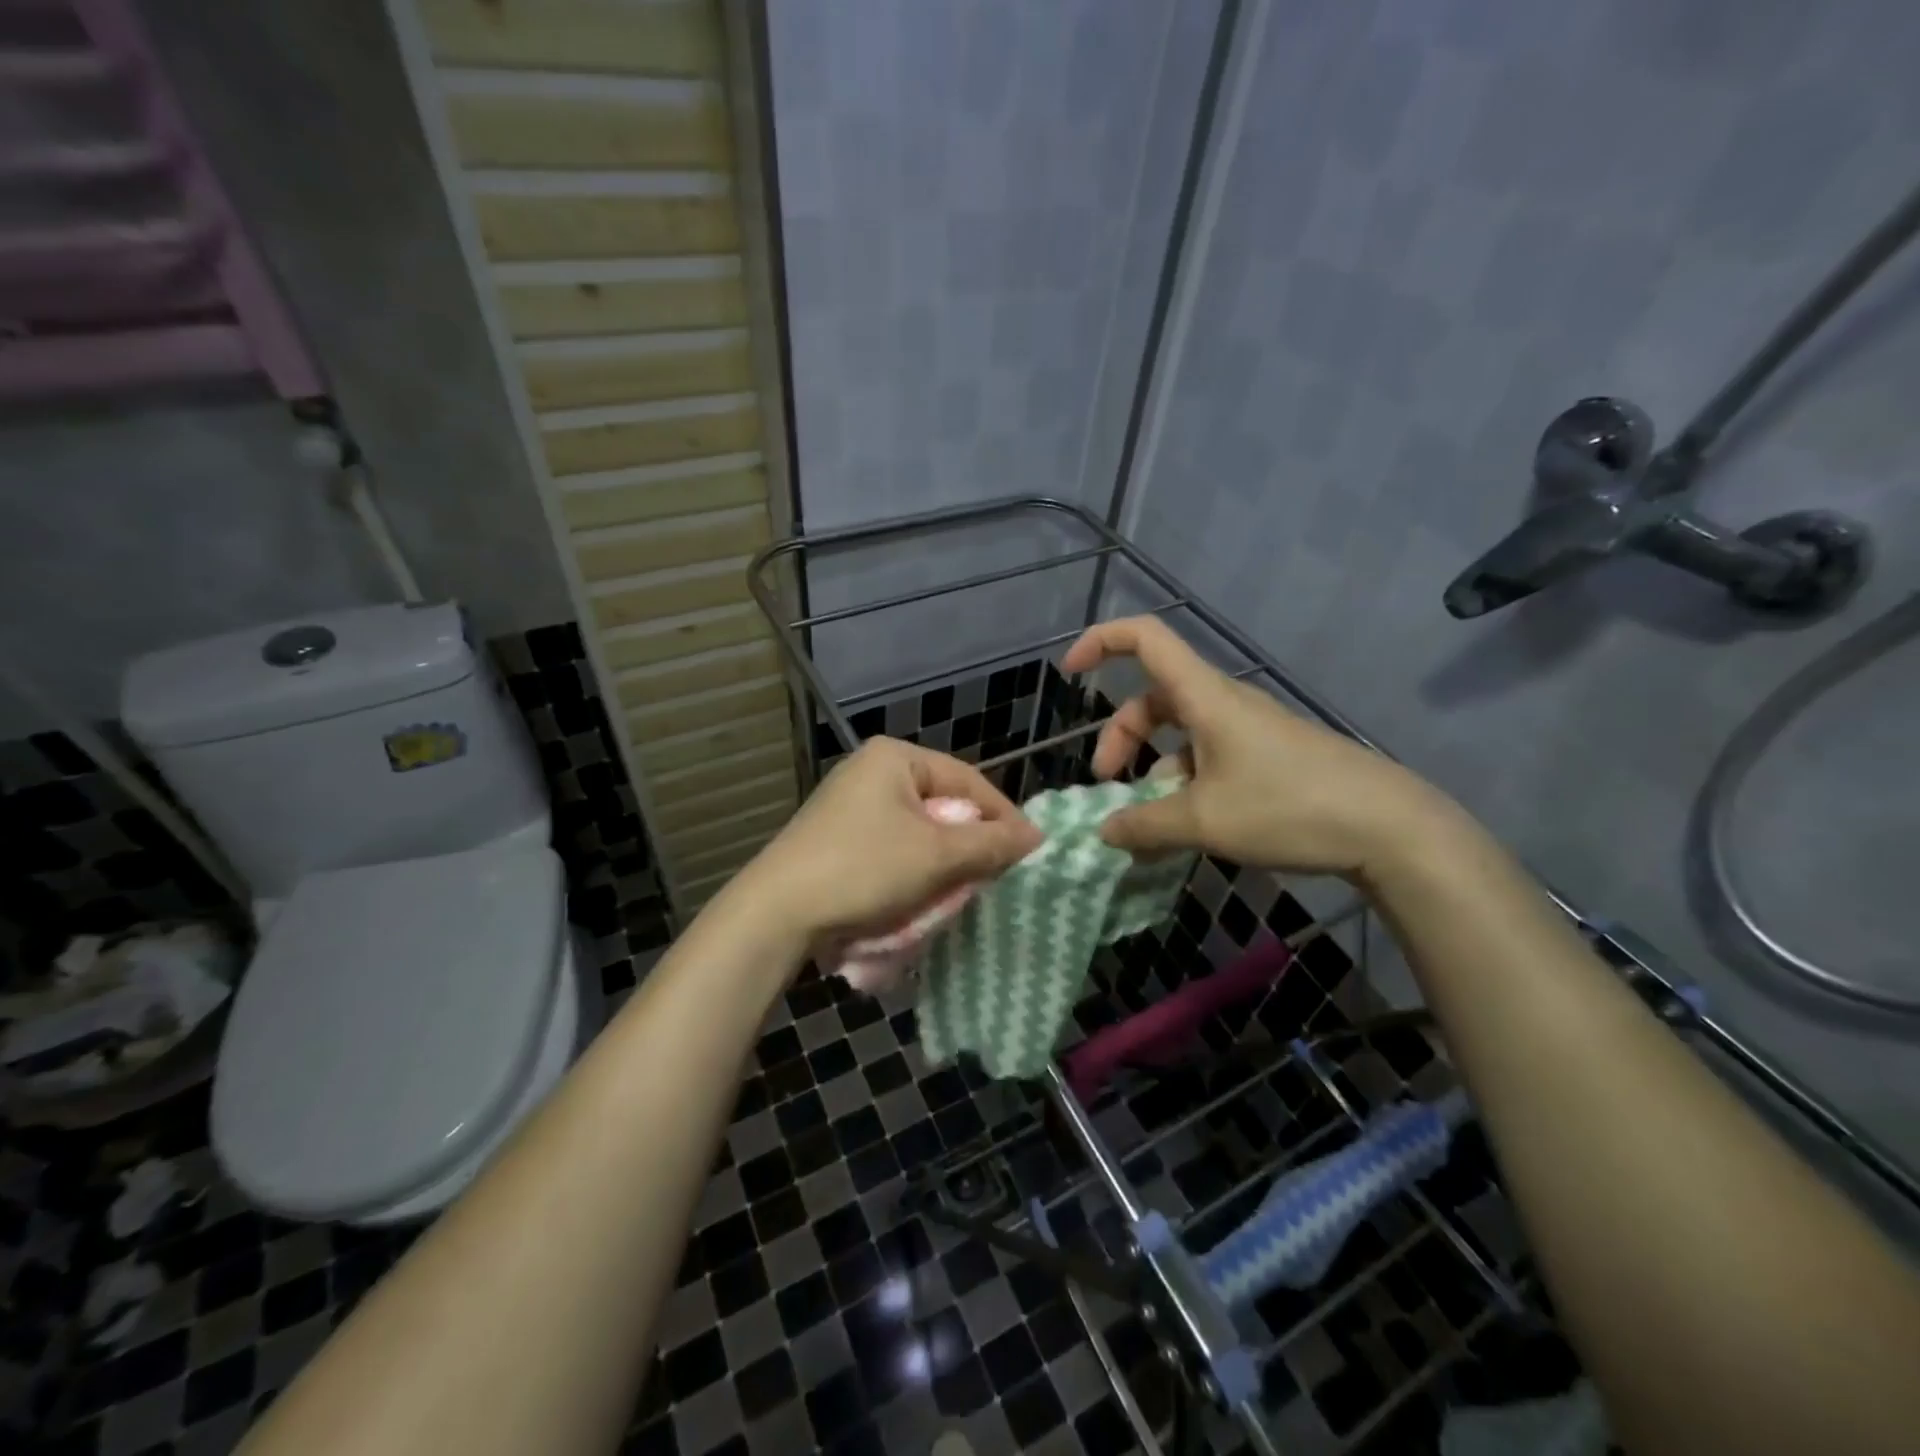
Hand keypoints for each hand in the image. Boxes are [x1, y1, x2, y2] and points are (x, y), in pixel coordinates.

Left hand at [729, 737, 1042, 951]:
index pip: (969, 780)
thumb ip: (991, 843)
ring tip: (962, 889)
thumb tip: (1037, 837)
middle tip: (996, 875)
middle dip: (971, 843)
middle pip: (944, 804)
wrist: (776, 912)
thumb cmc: (863, 868)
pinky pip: (894, 844)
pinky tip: (922, 894)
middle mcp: (872, 769)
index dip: (1003, 817)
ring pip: (920, 829)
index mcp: (895, 757)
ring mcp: (851, 802)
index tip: (1029, 853)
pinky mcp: (838, 834)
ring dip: (944, 860)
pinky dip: (914, 867)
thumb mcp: (936, 855)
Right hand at [1060, 617, 1454, 878]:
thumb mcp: (1204, 821)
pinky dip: (1184, 787)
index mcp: (1204, 697)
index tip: (1069, 674)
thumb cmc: (1288, 807)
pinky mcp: (1267, 757)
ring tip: (1148, 825)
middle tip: (1107, 784)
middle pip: (1153, 699)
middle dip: (1120, 737)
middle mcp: (1223, 704)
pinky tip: (1187, 830)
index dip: (1100, 642)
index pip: (1144, 638)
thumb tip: (1104, 831)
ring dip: (1152, 771)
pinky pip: (1207, 759)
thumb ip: (1144, 825)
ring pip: (1180, 735)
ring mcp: (1248, 731)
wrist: (1390, 828)